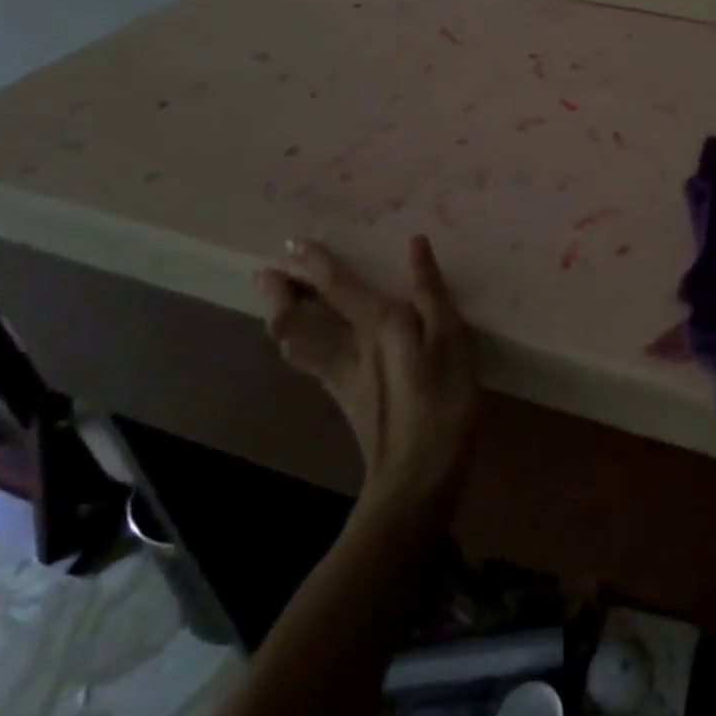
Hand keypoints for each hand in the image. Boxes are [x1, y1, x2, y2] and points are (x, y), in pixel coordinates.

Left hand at [253, 235, 479, 508]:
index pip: (337, 286)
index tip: (292, 243)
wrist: (417, 473)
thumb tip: (415, 246)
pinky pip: (311, 363)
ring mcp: (342, 377)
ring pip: (297, 344)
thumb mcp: (450, 340)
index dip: (314, 263)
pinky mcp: (345, 399)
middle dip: (279, 295)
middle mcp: (349, 346)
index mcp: (377, 324)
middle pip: (298, 319)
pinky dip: (299, 346)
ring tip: (277, 306)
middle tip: (265, 274)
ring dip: (282, 320)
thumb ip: (430, 292)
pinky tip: (303, 349)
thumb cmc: (442, 400)